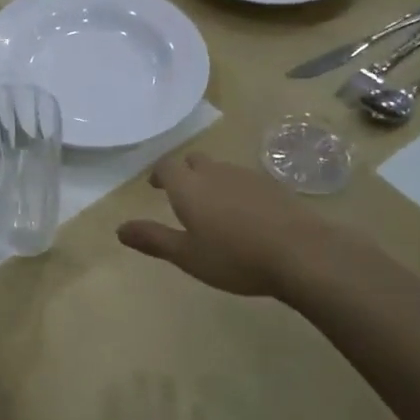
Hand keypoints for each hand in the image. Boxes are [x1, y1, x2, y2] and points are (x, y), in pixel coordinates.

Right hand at [117, 152, 382, 303]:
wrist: (301, 253)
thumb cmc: (235, 257)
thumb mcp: (187, 256)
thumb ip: (153, 239)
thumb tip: (119, 229)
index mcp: (189, 186)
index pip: (166, 166)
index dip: (159, 174)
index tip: (156, 187)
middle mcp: (215, 172)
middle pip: (194, 161)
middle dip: (185, 173)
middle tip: (183, 195)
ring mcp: (247, 176)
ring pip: (221, 170)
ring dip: (212, 182)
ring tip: (214, 208)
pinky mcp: (273, 186)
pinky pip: (245, 181)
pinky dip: (237, 191)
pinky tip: (246, 216)